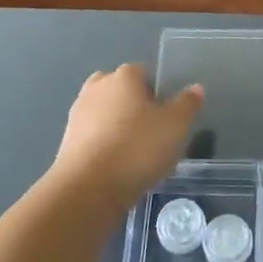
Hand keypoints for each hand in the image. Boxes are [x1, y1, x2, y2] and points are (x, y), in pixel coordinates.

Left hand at [53, 65, 202, 205]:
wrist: (88, 189)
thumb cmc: (137, 149)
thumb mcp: (176, 126)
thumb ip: (187, 104)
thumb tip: (195, 88)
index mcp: (124, 76)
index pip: (145, 73)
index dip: (158, 93)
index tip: (166, 118)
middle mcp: (98, 86)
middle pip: (122, 91)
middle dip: (134, 107)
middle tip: (151, 134)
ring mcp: (78, 112)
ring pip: (105, 113)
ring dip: (117, 127)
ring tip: (134, 155)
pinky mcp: (66, 139)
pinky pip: (93, 135)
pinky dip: (104, 145)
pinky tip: (116, 167)